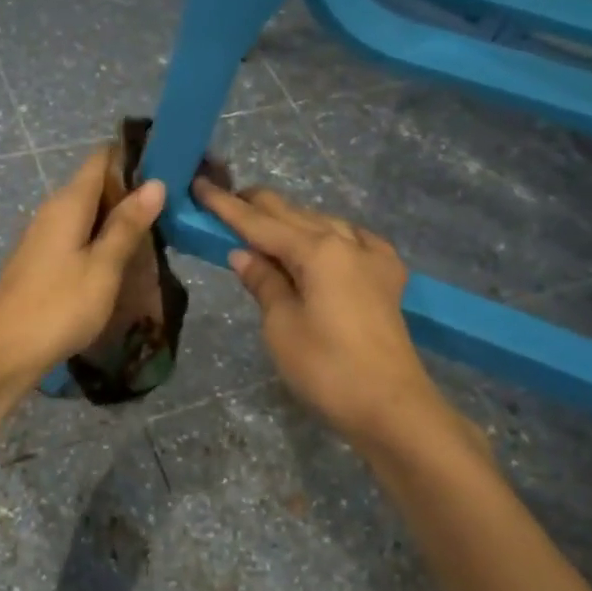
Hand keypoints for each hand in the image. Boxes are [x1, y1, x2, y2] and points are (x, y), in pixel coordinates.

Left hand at [0, 146, 165, 393]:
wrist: (1, 352)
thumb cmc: (57, 306)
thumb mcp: (102, 267)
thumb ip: (127, 226)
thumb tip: (155, 183)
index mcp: (69, 202)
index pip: (103, 158)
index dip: (136, 157)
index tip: (172, 167)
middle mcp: (54, 211)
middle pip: (98, 185)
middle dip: (135, 193)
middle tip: (177, 207)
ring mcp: (46, 237)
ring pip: (91, 215)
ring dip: (122, 221)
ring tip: (161, 234)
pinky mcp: (44, 262)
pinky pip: (81, 238)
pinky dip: (105, 242)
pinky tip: (127, 262)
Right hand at [196, 178, 454, 449]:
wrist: (390, 406)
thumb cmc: (326, 368)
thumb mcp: (281, 326)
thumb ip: (263, 282)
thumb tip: (242, 253)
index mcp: (317, 251)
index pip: (260, 223)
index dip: (227, 206)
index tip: (200, 185)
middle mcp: (347, 242)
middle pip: (294, 215)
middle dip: (258, 206)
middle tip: (225, 198)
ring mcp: (372, 258)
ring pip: (324, 224)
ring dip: (292, 220)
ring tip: (264, 222)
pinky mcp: (387, 278)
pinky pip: (354, 241)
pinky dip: (330, 236)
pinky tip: (325, 241)